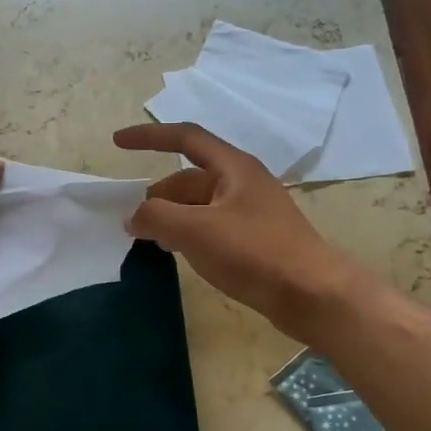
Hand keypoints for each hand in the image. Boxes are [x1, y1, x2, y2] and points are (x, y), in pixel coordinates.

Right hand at [114, 123, 352, 341]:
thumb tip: (133, 217)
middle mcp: (243, 183)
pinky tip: (179, 253)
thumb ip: (156, 217)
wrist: (312, 294)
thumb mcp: (196, 231)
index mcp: (233, 168)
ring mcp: (251, 212)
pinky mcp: (256, 240)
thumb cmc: (254, 252)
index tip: (117, 143)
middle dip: (158, 195)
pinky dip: (188, 233)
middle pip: (190, 177)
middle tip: (132, 221)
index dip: (149, 136)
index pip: (185, 138)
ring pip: (200, 205)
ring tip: (150, 240)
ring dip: (172, 216)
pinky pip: (211, 226)